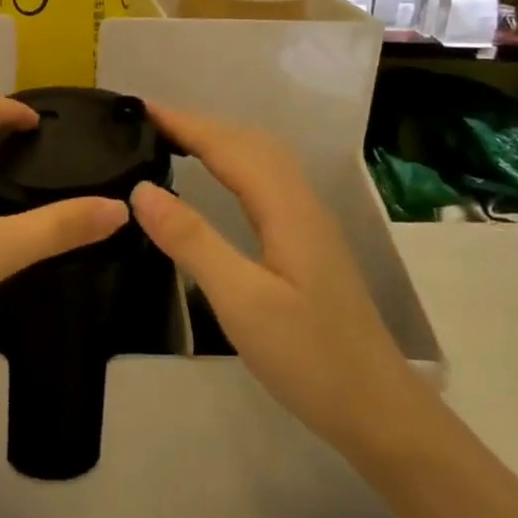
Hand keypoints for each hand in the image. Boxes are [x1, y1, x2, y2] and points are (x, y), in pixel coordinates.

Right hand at [128, 103, 428, 456]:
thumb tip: (142, 189)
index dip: (185, 123)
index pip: (230, 147)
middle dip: (201, 124)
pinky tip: (219, 184)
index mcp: (287, 209)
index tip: (140, 108)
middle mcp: (302, 205)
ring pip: (264, 162)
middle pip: (252, 143)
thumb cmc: (307, 357)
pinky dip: (235, 165)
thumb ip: (192, 241)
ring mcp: (310, 225)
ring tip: (175, 142)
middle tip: (149, 123)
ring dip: (220, 141)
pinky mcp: (309, 246)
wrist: (377, 409)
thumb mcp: (240, 300)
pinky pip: (267, 184)